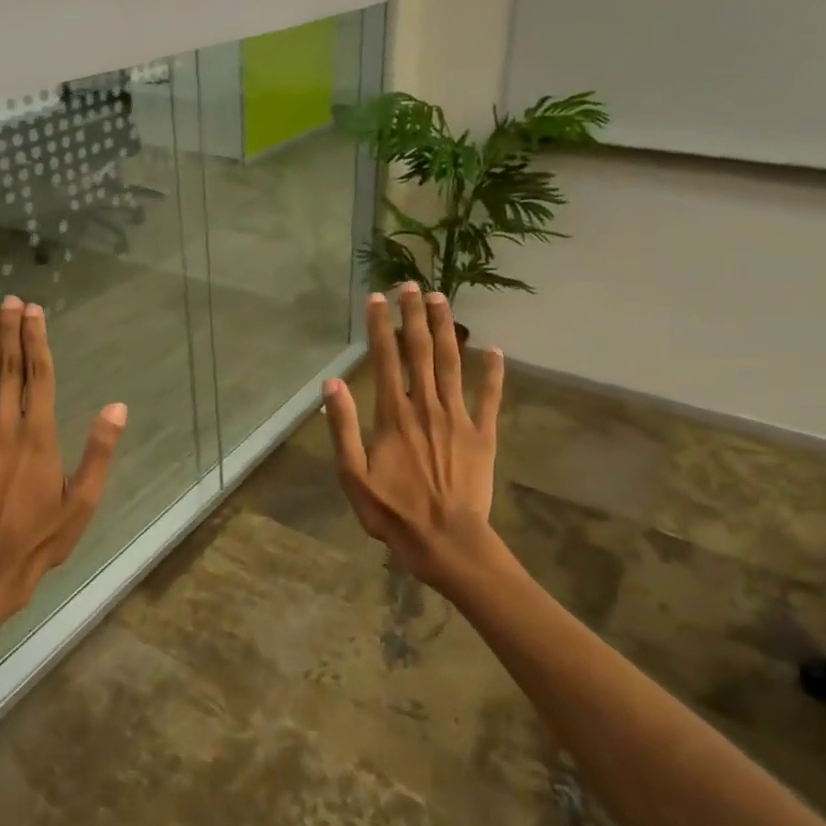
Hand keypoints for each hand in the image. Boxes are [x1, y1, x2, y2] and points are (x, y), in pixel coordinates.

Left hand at [0, 296, 126, 620]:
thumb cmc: (42, 537)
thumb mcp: (83, 501)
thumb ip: (99, 452)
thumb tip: (117, 408)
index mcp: (39, 437)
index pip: (39, 377)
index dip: (36, 341)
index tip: (33, 312)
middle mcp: (5, 429)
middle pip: (8, 370)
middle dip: (8, 332)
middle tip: (8, 300)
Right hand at [323, 285, 504, 589]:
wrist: (446, 541)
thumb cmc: (392, 512)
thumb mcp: (352, 475)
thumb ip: (343, 427)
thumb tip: (331, 384)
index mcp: (393, 415)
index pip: (385, 359)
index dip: (380, 326)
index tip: (377, 298)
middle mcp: (426, 406)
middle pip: (420, 351)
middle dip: (415, 315)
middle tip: (412, 284)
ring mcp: (458, 418)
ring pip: (452, 363)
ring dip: (447, 329)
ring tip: (442, 299)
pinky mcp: (483, 434)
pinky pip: (490, 397)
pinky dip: (493, 373)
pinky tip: (494, 350)